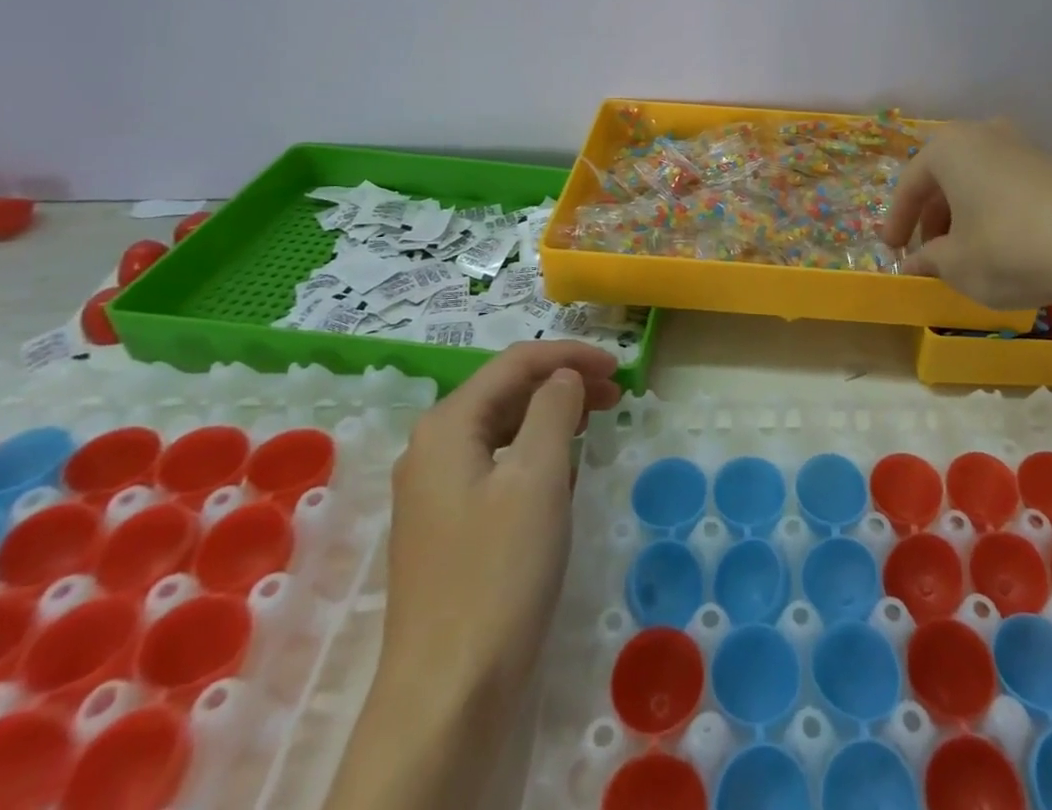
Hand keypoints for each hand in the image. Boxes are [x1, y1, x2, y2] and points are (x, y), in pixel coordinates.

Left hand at [377, 340, 622, 707]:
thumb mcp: (537, 476)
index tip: (619, 368)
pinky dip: (535, 454)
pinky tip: (563, 473)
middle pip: (506, 392)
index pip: (515, 363)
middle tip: (617, 395)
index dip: (570, 356)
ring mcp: (435, 492)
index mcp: (448, 426)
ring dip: (551, 417)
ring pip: (502, 429)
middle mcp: (432, 449)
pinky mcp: (447, 528)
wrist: (448, 695)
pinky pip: (497, 466)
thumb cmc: (498, 572)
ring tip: (596, 423)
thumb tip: (563, 378)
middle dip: (563, 384)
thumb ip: (553, 410)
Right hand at [884, 122, 1051, 307]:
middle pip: (943, 178)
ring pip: (975, 181)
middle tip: (927, 253)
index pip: (910, 185)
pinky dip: (991, 211)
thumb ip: (927, 260)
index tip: (892, 251)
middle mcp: (983, 134)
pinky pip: (1005, 186)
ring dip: (961, 215)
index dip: (897, 222)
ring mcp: (1021, 146)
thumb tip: (913, 264)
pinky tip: (998, 244)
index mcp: (949, 148)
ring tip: (962, 252)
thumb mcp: (956, 263)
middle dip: (931, 217)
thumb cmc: (1008, 248)